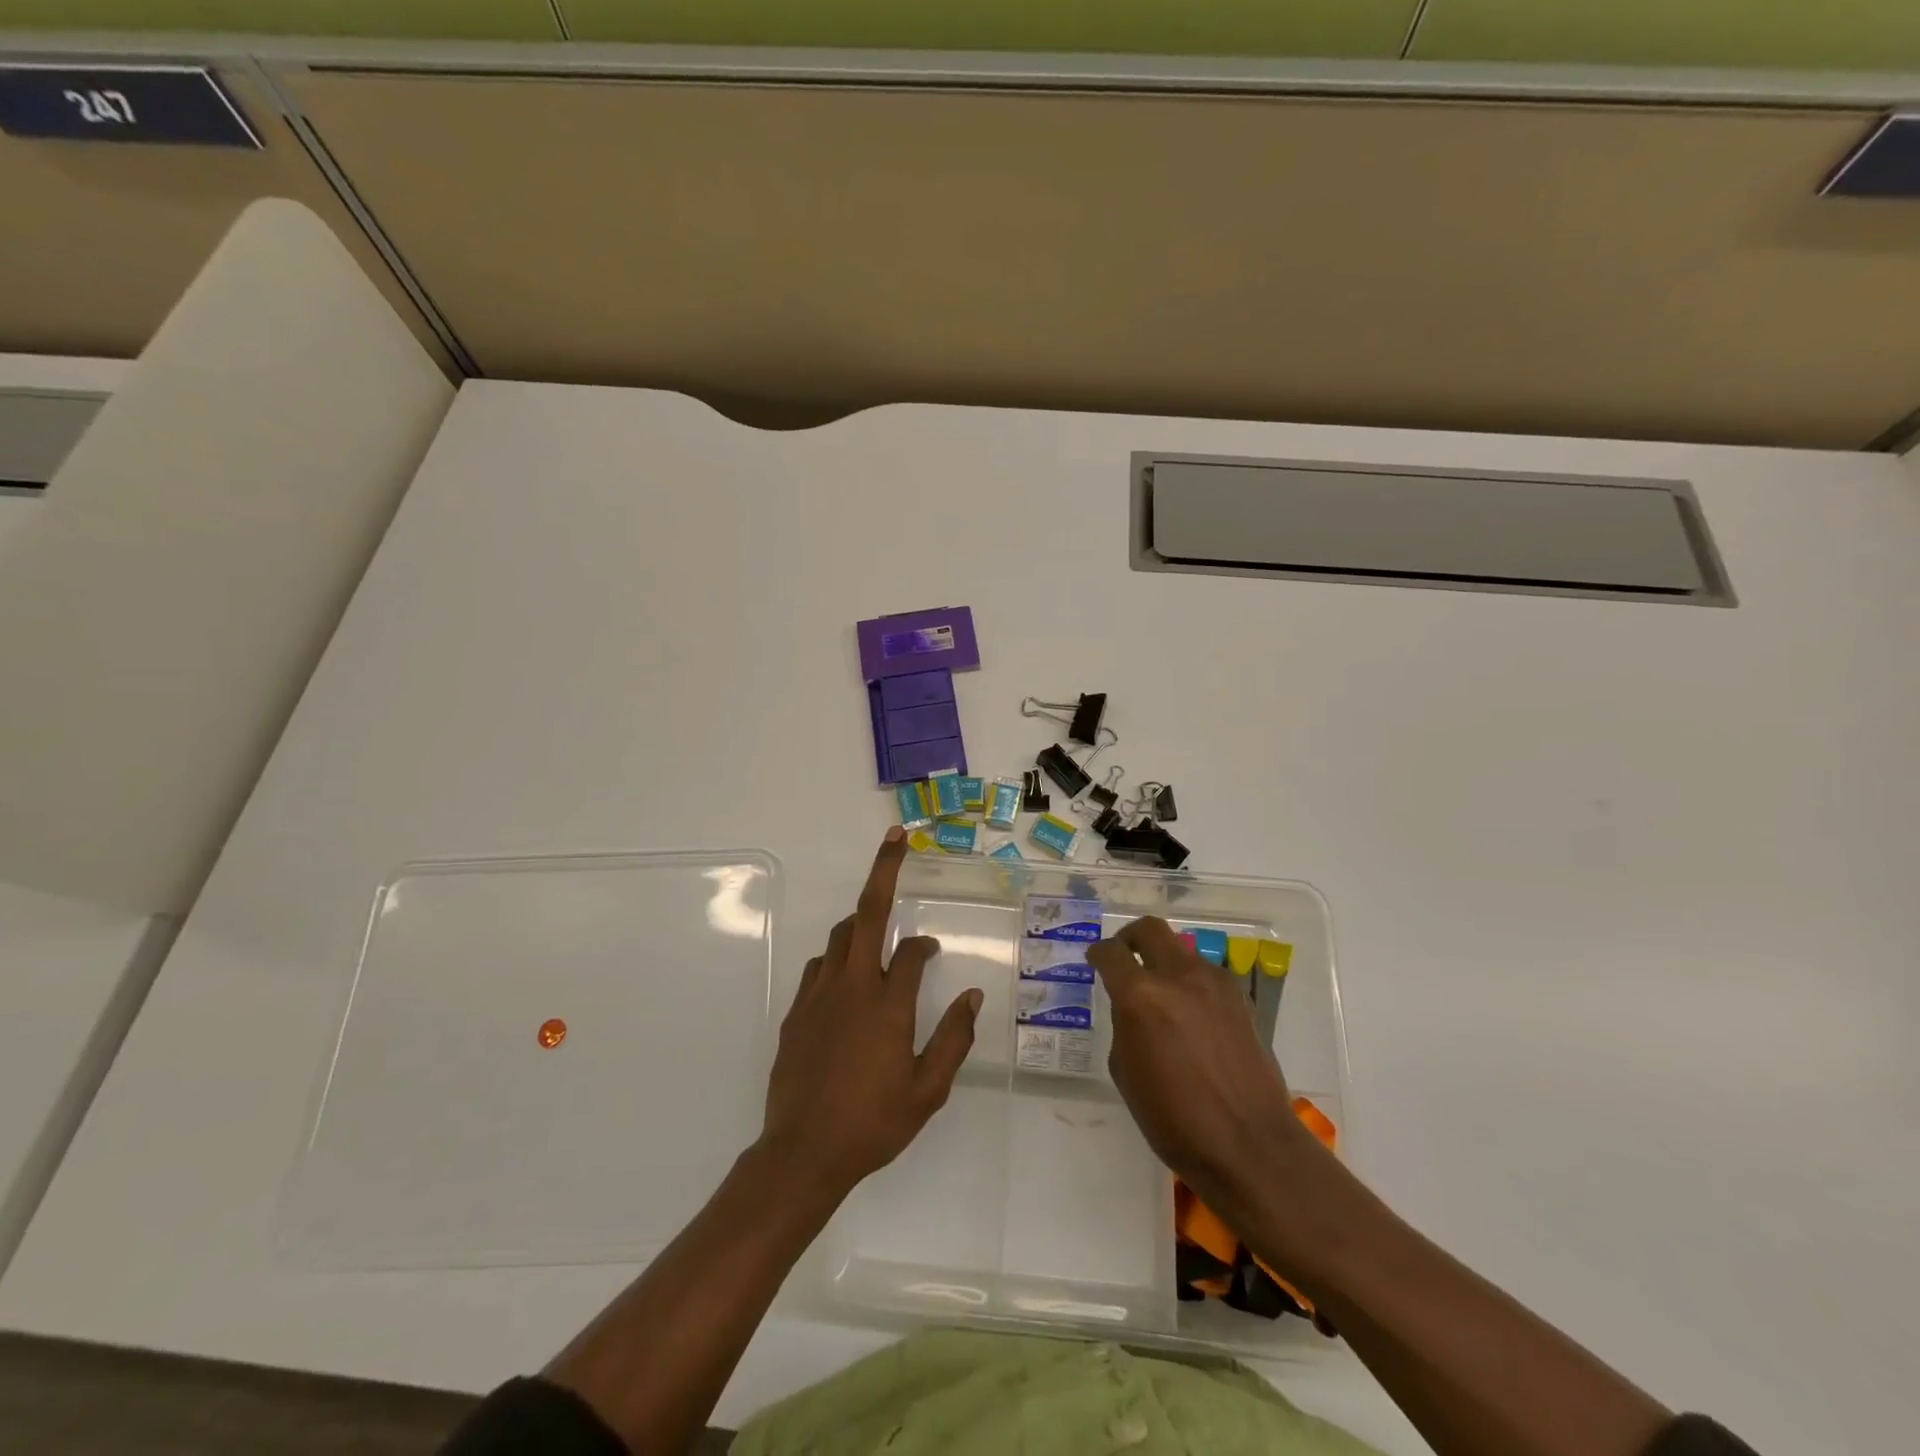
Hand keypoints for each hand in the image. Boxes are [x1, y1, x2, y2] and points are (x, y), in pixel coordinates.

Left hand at [758, 828, 982, 1196]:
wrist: (802, 1154)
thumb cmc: (872, 1124)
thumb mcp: (927, 1091)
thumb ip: (954, 1039)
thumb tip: (973, 996)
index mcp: (888, 1005)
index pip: (911, 953)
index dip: (925, 945)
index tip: (932, 950)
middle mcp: (853, 987)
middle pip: (867, 914)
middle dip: (884, 871)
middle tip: (896, 839)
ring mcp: (819, 996)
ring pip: (840, 938)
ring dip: (860, 923)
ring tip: (876, 929)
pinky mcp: (796, 1012)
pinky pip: (819, 967)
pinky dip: (836, 959)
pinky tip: (845, 979)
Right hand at [1087, 917, 1314, 1202]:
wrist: (1250, 1145)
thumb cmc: (1175, 1120)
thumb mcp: (1125, 1072)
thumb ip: (1124, 1025)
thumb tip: (1132, 1005)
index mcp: (1141, 996)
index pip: (1110, 953)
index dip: (1098, 954)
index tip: (1095, 961)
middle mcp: (1178, 976)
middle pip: (1149, 929)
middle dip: (1131, 938)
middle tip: (1125, 956)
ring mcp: (1214, 983)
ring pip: (1181, 950)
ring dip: (1165, 962)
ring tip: (1162, 995)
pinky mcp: (1240, 997)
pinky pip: (1206, 975)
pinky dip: (1191, 983)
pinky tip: (1192, 1016)